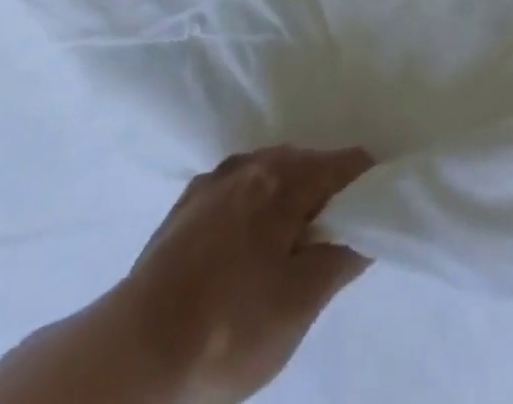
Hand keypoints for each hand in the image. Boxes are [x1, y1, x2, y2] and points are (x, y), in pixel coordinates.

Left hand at [120, 147, 372, 402]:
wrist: (133, 350)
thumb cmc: (228, 327)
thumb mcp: (298, 305)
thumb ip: (340, 259)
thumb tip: (367, 230)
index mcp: (286, 178)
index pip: (347, 162)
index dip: (369, 184)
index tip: (378, 211)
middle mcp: (252, 163)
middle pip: (308, 164)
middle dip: (327, 194)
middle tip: (334, 241)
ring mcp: (215, 179)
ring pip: (270, 174)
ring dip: (288, 199)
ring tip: (290, 248)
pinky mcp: (187, 203)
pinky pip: (238, 190)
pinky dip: (254, 207)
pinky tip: (245, 248)